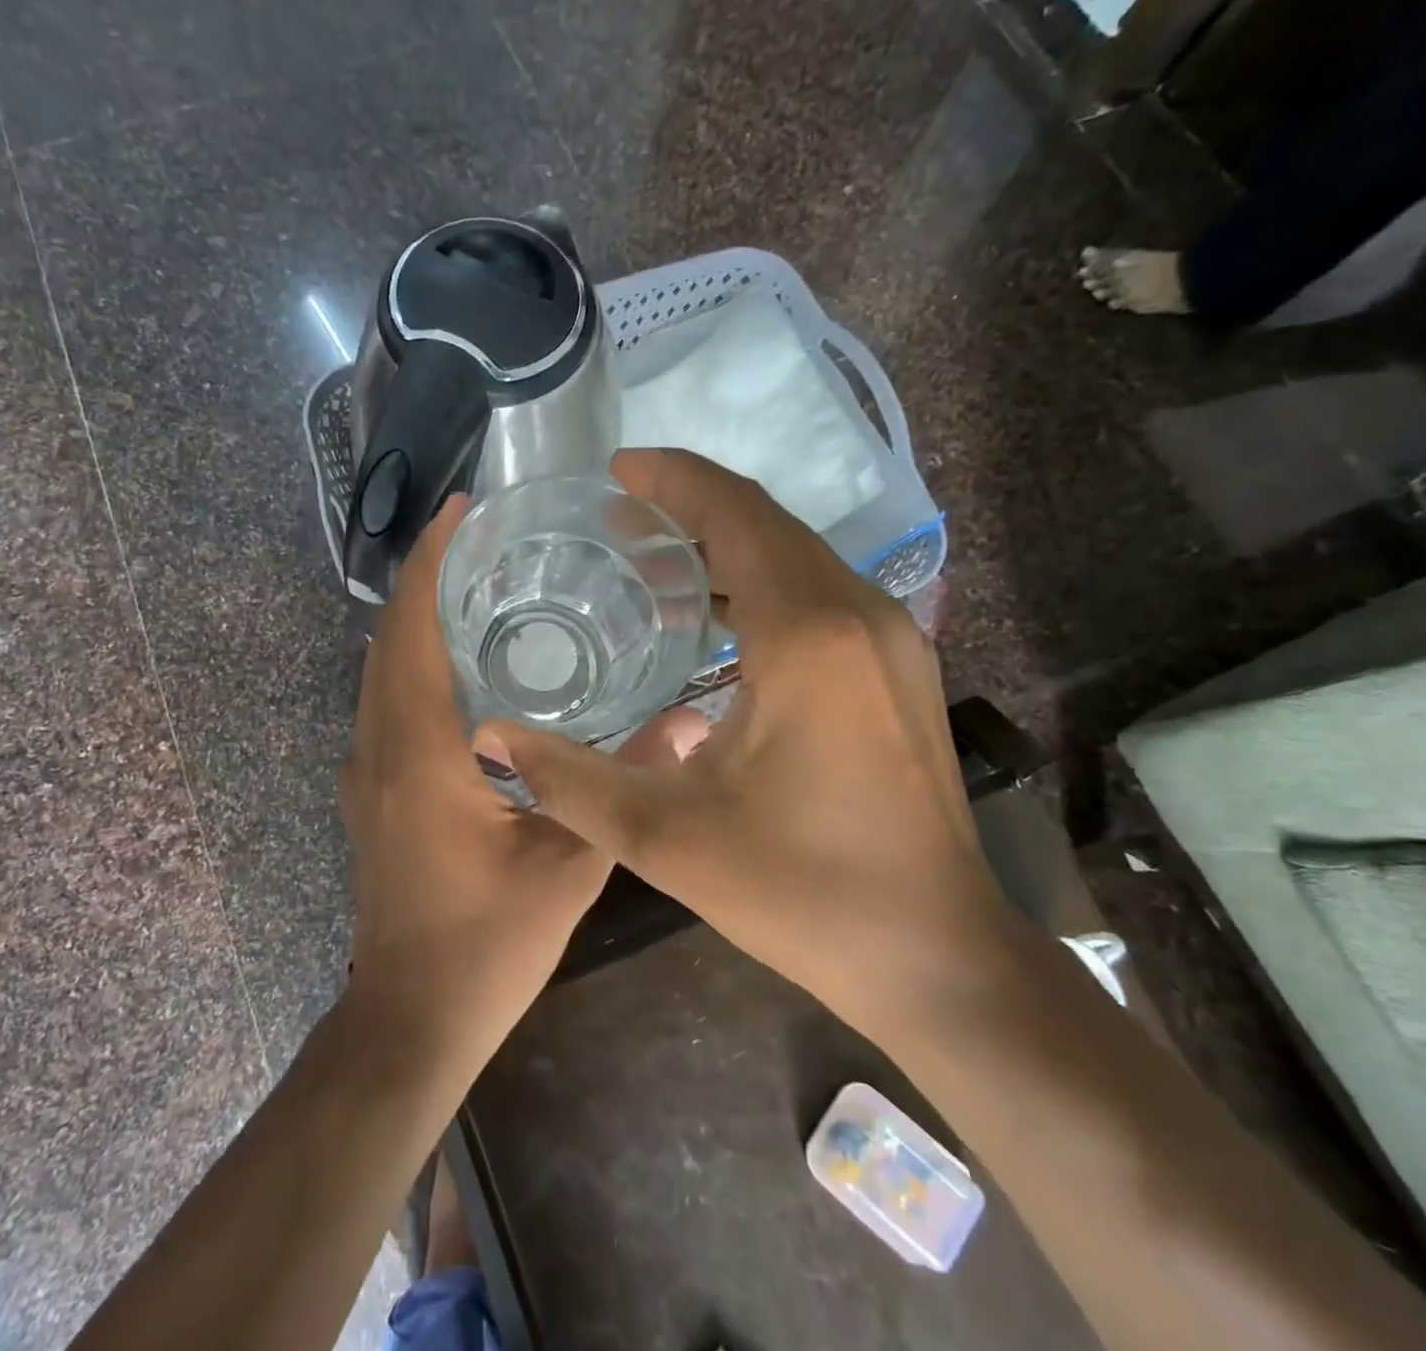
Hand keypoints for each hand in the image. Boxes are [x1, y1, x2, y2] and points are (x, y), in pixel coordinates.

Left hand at [339, 495, 693, 1068]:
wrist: (411, 1017)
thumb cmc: (487, 943)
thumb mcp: (570, 866)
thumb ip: (625, 786)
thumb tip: (690, 721)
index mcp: (420, 752)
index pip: (411, 629)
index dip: (429, 561)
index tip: (460, 510)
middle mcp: (380, 747)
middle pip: (389, 637)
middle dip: (426, 576)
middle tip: (481, 536)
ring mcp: (367, 770)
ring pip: (382, 669)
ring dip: (418, 617)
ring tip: (477, 583)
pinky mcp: (372, 790)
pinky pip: (387, 701)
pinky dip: (415, 659)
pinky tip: (466, 662)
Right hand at [485, 450, 1016, 1036]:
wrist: (936, 953)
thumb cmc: (804, 891)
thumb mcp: (669, 839)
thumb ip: (570, 781)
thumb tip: (490, 738)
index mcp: (808, 634)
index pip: (736, 514)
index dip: (674, 480)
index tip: (617, 471)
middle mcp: (860, 614)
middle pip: (768, 523)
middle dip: (691, 508)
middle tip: (617, 522)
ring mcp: (893, 639)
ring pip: (800, 556)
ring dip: (728, 547)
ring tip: (654, 567)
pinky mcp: (900, 668)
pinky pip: (823, 592)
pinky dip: (764, 583)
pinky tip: (719, 623)